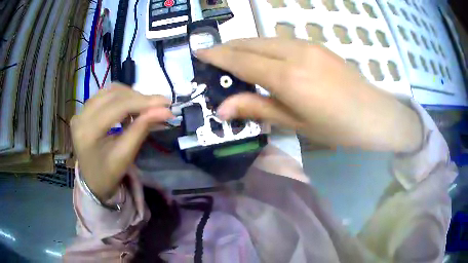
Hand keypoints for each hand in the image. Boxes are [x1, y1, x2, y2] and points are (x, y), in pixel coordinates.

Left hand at [71, 84, 172, 200]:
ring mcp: (80, 112)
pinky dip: (120, 97)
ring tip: (145, 106)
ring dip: (130, 95)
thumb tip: (164, 111)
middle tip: (159, 104)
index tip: (165, 102)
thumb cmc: (108, 174)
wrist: (92, 181)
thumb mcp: (125, 156)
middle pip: (113, 94)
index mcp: (88, 132)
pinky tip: (129, 107)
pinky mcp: (83, 111)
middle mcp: (81, 116)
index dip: (142, 102)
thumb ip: (142, 129)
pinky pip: (104, 95)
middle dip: (139, 97)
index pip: (117, 107)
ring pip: (109, 91)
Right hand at [196, 38, 421, 152]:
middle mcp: (293, 52)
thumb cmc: (336, 127)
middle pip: (250, 43)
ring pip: (265, 38)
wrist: (373, 114)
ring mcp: (306, 45)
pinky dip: (264, 46)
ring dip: (245, 45)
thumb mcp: (295, 123)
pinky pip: (280, 40)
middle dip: (228, 47)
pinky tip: (263, 57)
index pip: (240, 59)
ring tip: (234, 58)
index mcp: (287, 76)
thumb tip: (222, 108)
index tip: (199, 51)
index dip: (217, 54)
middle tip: (213, 57)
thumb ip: (257, 108)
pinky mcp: (316, 45)